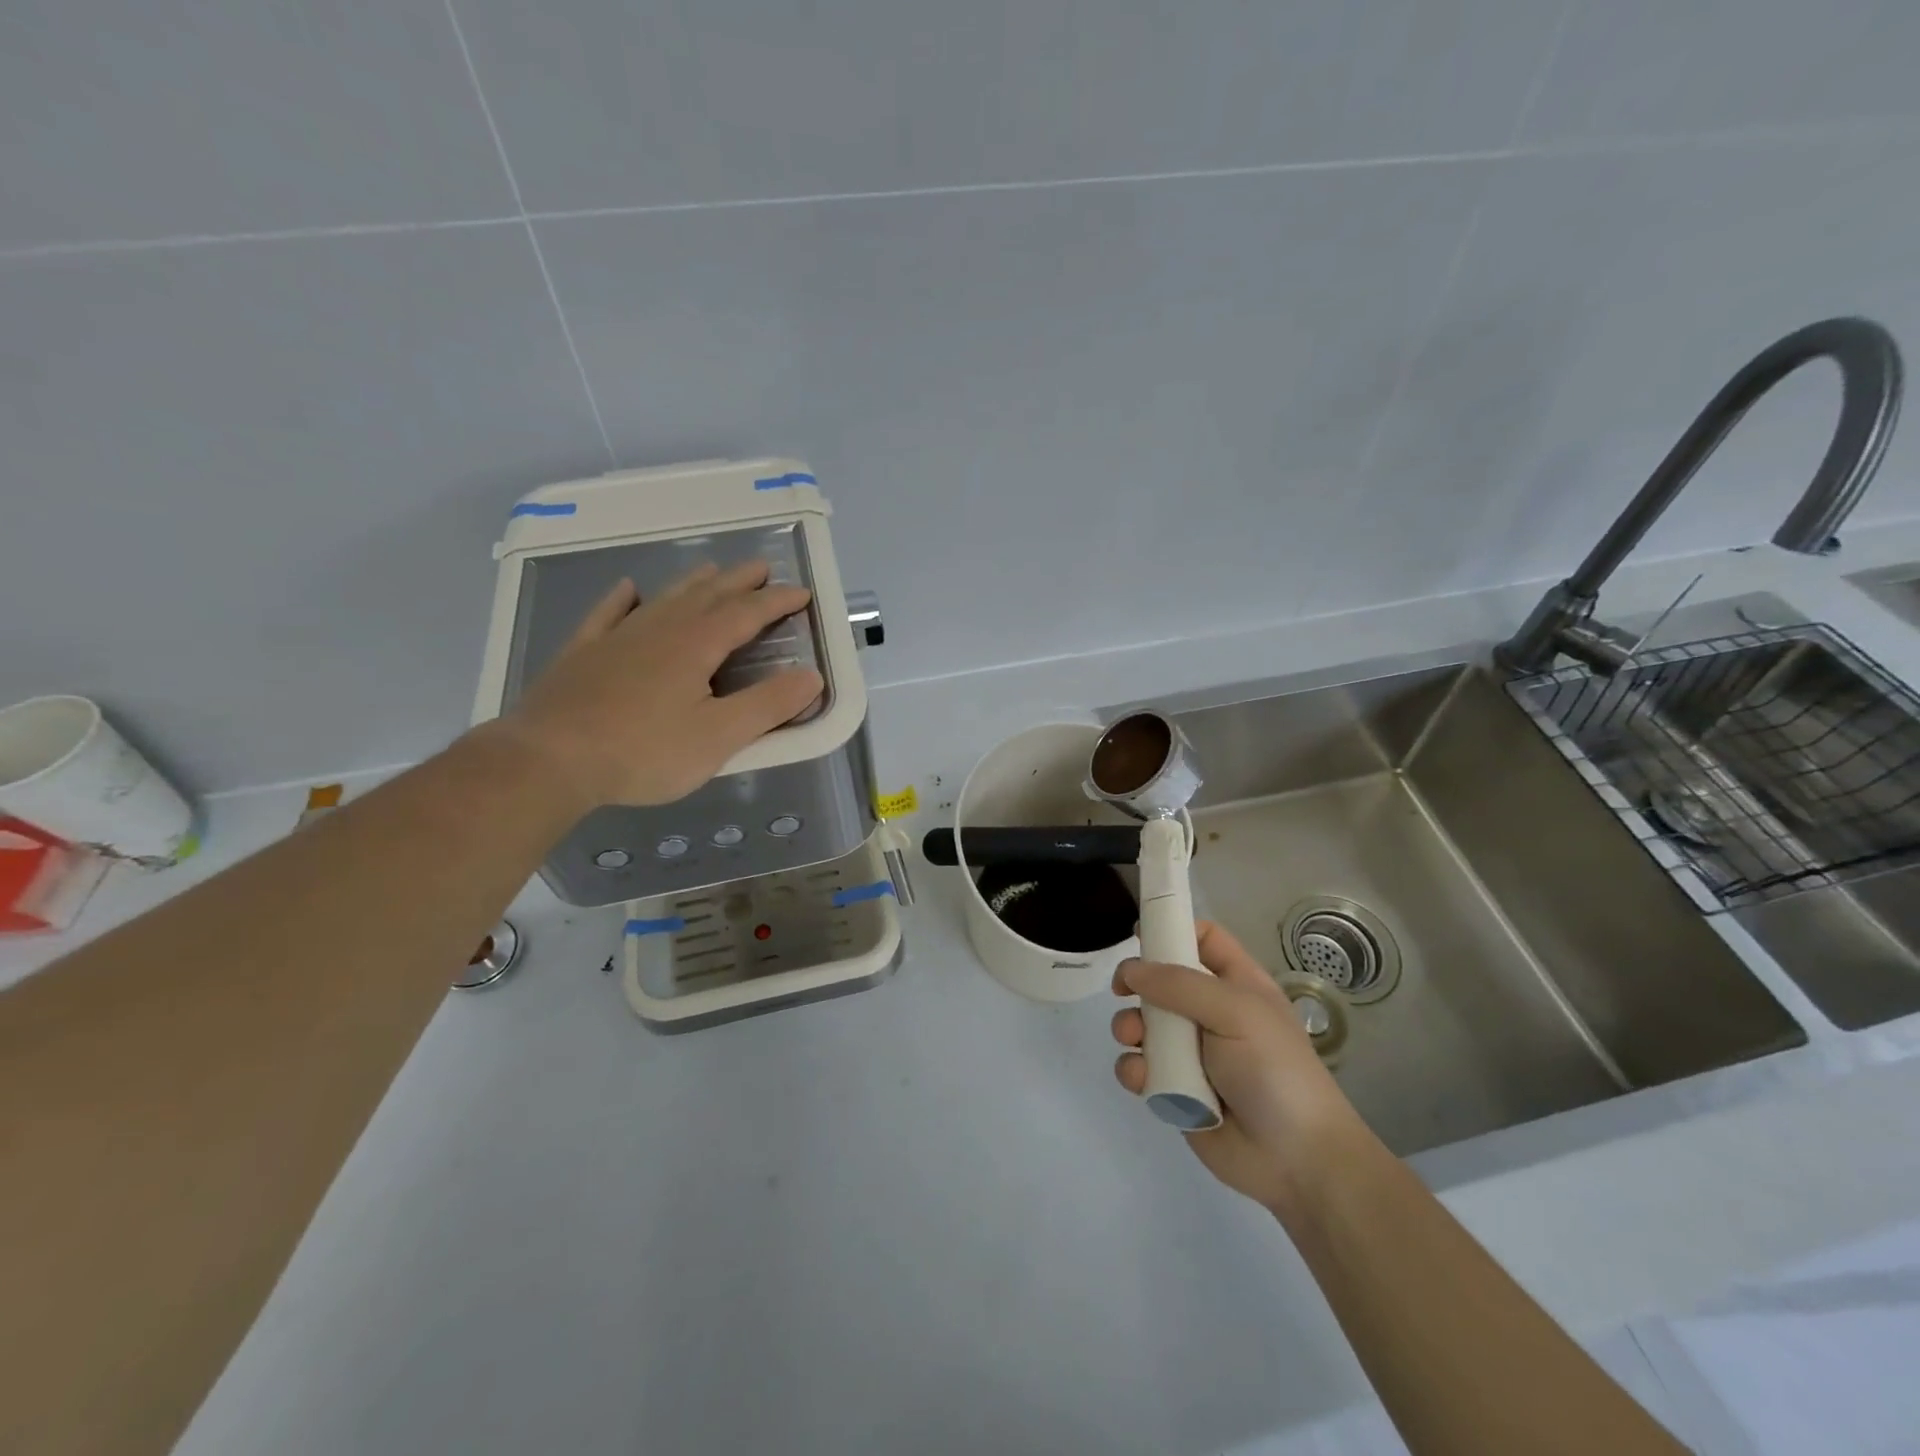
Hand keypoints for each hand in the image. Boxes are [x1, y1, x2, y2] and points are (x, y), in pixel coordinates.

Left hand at [497, 561, 823, 808]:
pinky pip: (607, 614)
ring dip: (693, 583)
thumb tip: (812, 676)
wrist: (549, 760)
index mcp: (697, 645)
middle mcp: (660, 629)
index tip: (802, 593)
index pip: (747, 613)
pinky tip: (627, 589)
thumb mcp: (720, 737)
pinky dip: (622, 599)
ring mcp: (617, 637)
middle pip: (707, 595)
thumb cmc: (644, 751)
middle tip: (762, 568)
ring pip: (664, 598)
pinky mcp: (583, 653)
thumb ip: (768, 705)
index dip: (777, 601)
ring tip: (712, 571)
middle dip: (739, 581)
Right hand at [1112, 921, 1363, 1214]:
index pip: (1203, 939)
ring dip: (1129, 1027)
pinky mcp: (1174, 1089)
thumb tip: (1130, 970)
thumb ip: (1179, 985)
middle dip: (1138, 984)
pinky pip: (1140, 1067)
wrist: (1297, 1159)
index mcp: (1236, 984)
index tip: (1139, 934)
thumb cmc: (1274, 1070)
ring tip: (1133, 1039)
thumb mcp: (1235, 1011)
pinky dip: (1134, 1070)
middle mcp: (1210, 1013)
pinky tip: (1143, 1078)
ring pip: (1143, 1024)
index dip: (1173, 929)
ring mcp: (1191, 1052)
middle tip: (1123, 990)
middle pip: (1161, 980)